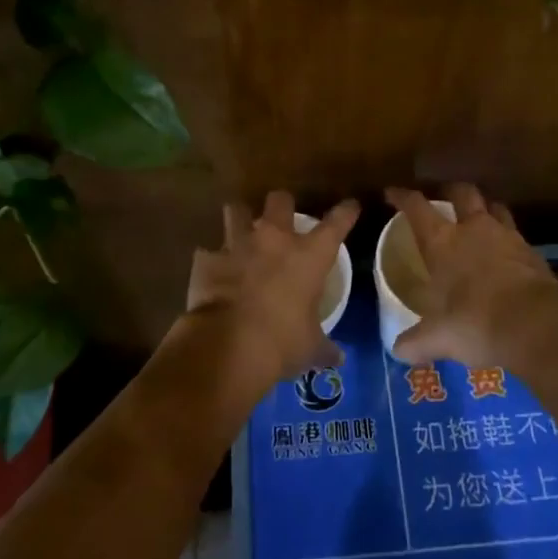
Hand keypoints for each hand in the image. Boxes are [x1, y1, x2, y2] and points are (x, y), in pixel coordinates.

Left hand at [182, 191, 359, 392]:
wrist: (227, 346)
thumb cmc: (281, 343)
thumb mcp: (309, 348)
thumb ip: (323, 347)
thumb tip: (338, 359)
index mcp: (309, 255)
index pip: (337, 223)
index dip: (346, 212)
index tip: (350, 206)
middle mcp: (274, 239)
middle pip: (280, 200)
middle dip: (281, 205)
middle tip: (280, 218)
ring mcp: (237, 244)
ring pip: (237, 210)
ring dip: (240, 219)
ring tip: (240, 232)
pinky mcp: (207, 259)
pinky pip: (208, 251)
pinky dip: (211, 260)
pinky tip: (212, 272)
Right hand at [385, 183, 557, 370]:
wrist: (538, 326)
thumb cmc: (477, 323)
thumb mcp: (439, 338)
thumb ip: (416, 342)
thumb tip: (398, 351)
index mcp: (443, 242)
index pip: (417, 207)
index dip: (402, 197)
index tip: (392, 193)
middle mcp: (474, 229)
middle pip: (463, 193)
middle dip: (451, 191)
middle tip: (443, 198)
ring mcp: (507, 237)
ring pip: (494, 208)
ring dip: (485, 210)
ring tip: (478, 221)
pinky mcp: (533, 252)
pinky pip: (516, 235)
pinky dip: (507, 240)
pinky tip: (505, 255)